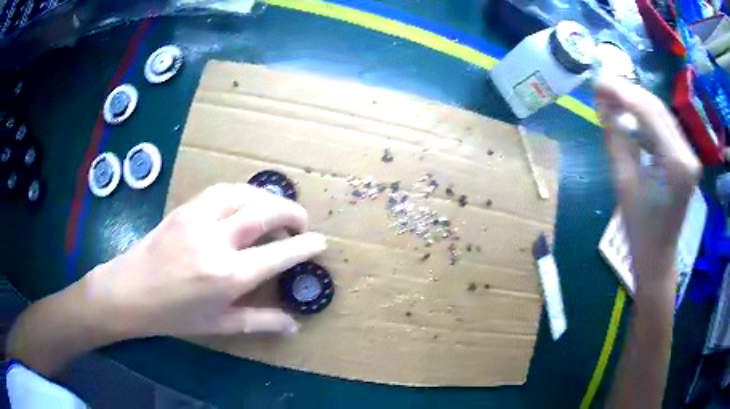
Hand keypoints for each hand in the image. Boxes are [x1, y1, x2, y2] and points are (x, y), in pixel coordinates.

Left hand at [82, 183, 326, 338]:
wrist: (130, 292)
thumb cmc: (174, 315)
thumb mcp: (219, 324)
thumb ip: (260, 322)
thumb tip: (294, 326)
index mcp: (228, 276)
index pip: (279, 253)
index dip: (306, 245)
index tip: (321, 242)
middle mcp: (217, 241)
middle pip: (266, 212)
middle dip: (292, 213)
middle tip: (302, 223)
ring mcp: (199, 219)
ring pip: (244, 193)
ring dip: (268, 198)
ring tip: (277, 209)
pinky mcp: (185, 208)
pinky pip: (222, 190)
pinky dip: (243, 192)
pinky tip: (246, 201)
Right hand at [596, 77, 700, 287]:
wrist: (658, 255)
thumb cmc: (639, 228)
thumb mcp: (623, 182)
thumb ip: (616, 137)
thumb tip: (603, 102)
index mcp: (676, 164)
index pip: (648, 112)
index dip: (621, 92)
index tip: (596, 81)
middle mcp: (688, 153)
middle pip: (656, 107)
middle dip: (627, 92)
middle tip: (601, 86)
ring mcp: (690, 154)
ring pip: (660, 113)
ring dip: (635, 101)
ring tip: (611, 97)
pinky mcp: (686, 156)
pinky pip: (664, 126)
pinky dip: (645, 116)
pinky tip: (629, 115)